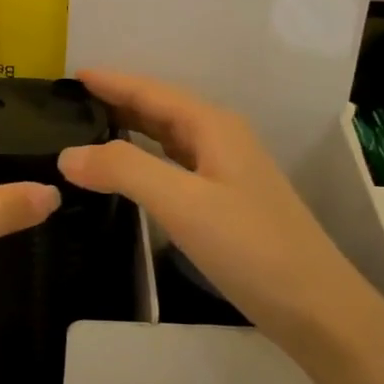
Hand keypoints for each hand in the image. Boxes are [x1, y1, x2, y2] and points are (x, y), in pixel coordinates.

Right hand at [57, 69, 367, 345]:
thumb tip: (67, 154)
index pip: (151, 92)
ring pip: (167, 137)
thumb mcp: (182, 203)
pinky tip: (127, 174)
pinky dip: (144, 160)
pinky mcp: (224, 202)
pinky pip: (173, 165)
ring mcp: (225, 171)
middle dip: (116, 101)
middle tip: (68, 105)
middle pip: (160, 109)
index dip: (112, 82)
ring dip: (129, 129)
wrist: (316, 308)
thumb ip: (124, 170)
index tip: (70, 75)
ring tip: (87, 131)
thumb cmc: (250, 247)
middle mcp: (220, 139)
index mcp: (212, 126)